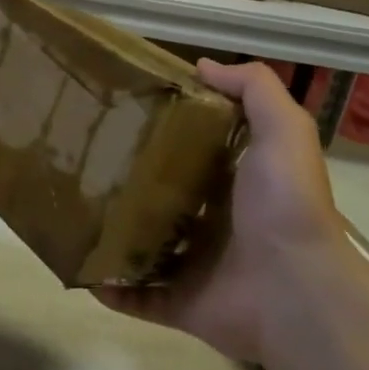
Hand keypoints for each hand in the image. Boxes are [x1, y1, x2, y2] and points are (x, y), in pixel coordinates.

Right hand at [96, 59, 350, 364]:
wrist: (297, 291)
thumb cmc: (285, 205)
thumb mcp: (283, 131)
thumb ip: (254, 90)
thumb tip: (203, 66)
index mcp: (234, 184)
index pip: (191, 152)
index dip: (160, 132)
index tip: (120, 113)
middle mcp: (214, 223)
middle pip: (161, 197)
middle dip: (127, 183)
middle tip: (82, 162)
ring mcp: (195, 266)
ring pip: (143, 246)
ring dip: (112, 234)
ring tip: (71, 214)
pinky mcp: (180, 303)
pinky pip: (137, 296)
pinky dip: (109, 288)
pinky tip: (80, 269)